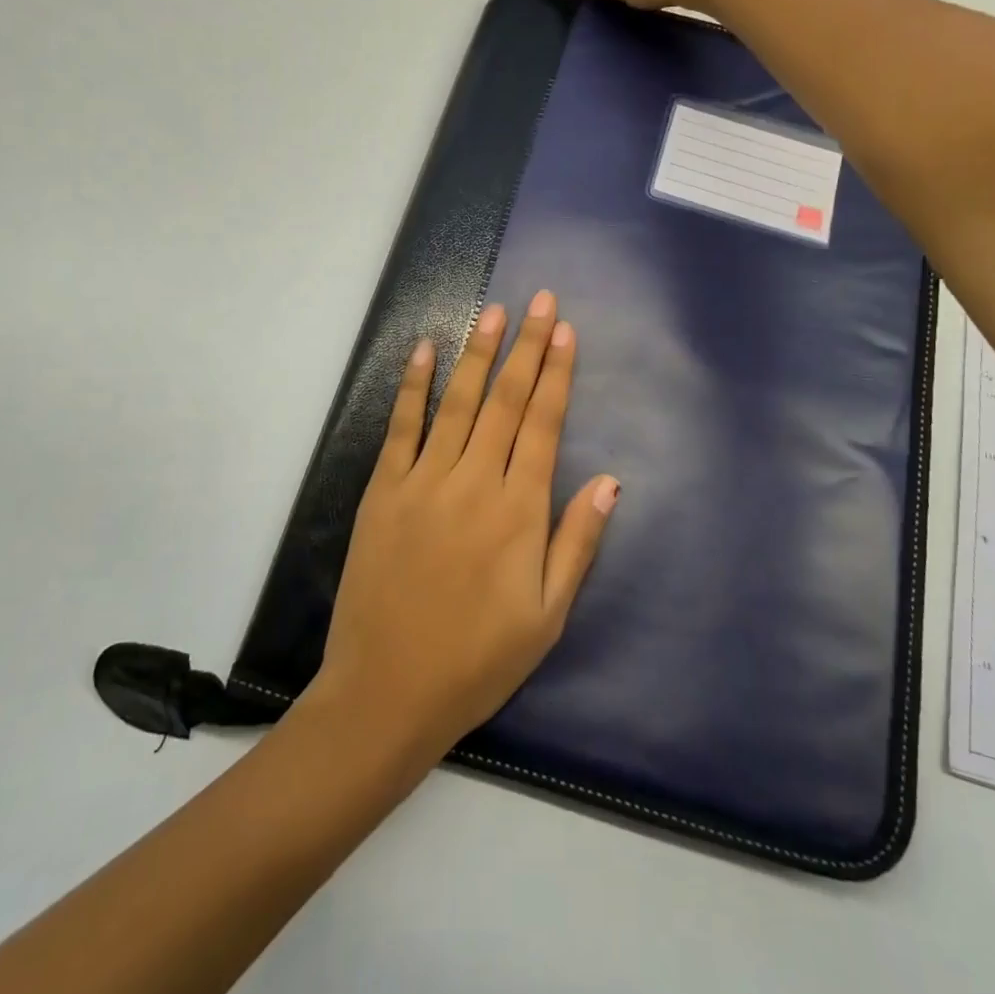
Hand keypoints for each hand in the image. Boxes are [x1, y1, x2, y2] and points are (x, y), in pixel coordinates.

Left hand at [313, 291, 619, 755]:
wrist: (388, 692)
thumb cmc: (478, 660)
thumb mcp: (548, 616)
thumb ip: (578, 542)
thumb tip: (610, 482)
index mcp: (519, 511)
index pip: (544, 424)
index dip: (557, 374)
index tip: (566, 331)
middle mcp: (475, 482)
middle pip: (507, 401)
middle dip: (527, 347)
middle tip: (540, 301)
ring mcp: (424, 481)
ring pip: (458, 403)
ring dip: (478, 354)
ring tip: (493, 312)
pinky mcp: (384, 491)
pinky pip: (401, 427)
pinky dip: (413, 387)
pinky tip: (423, 351)